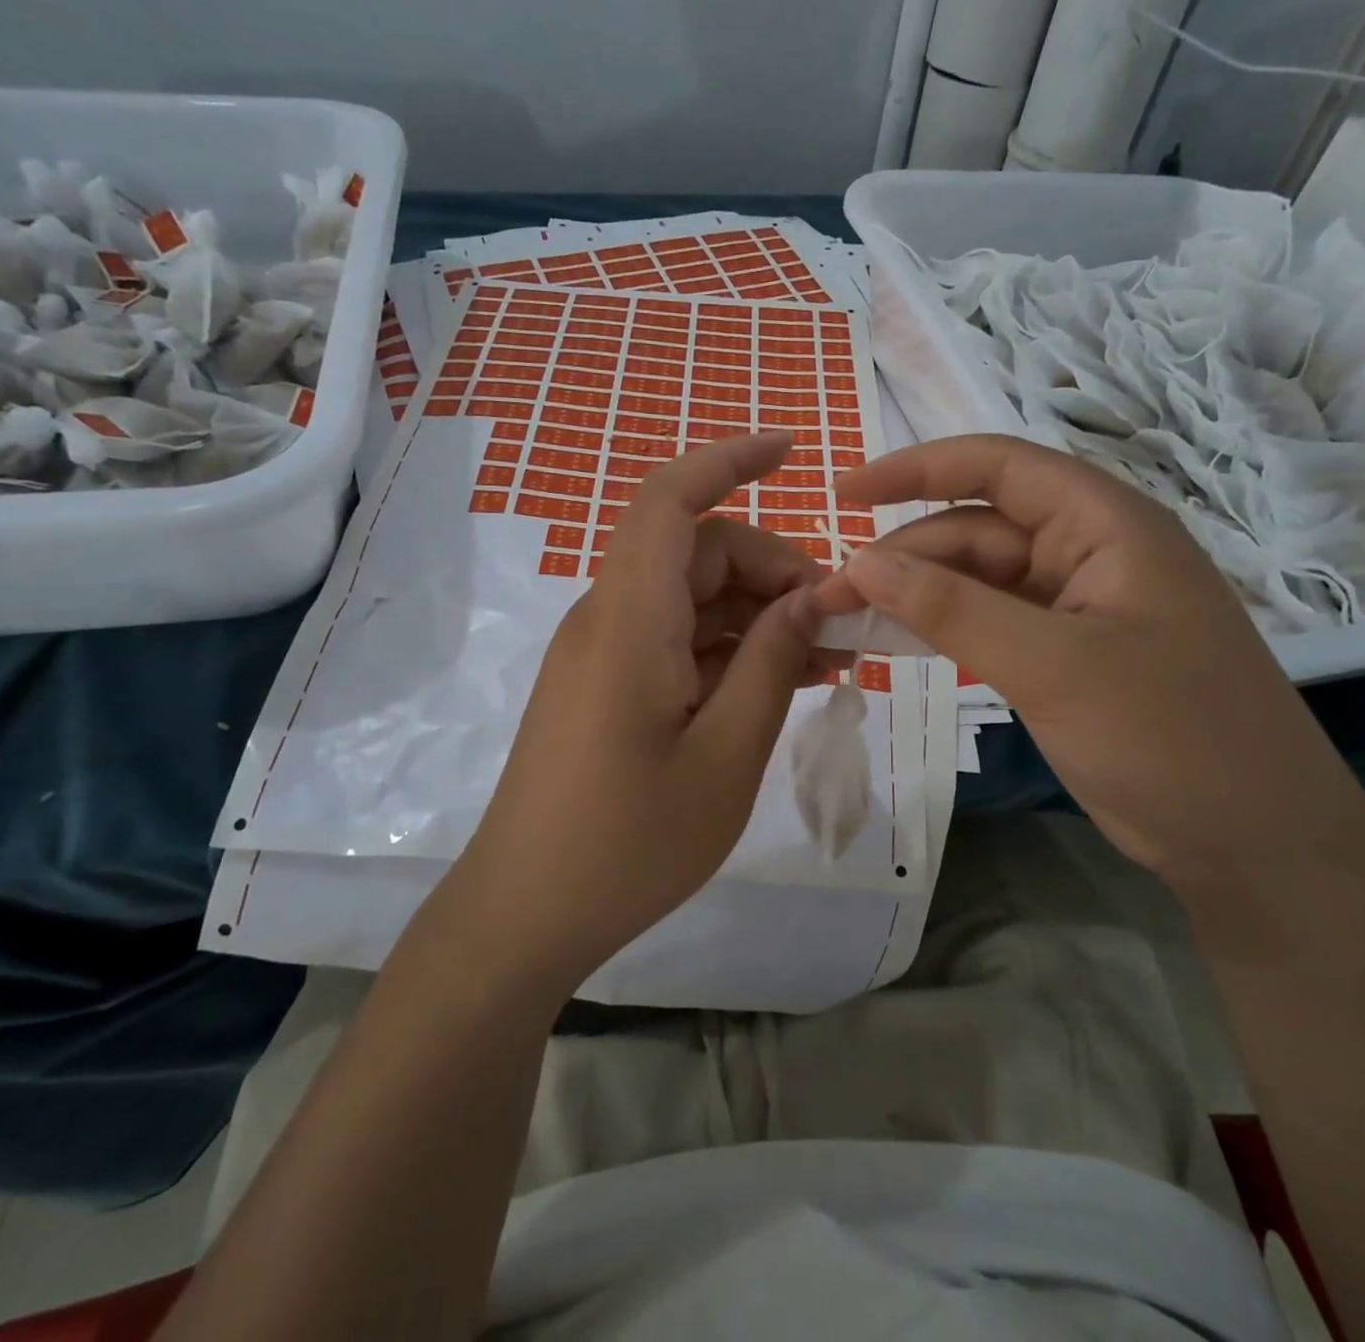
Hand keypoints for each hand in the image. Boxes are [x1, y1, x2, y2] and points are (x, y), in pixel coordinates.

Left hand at [450, 432, 840, 990]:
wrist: (526, 915)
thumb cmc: (628, 844)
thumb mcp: (725, 758)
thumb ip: (772, 666)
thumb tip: (810, 599)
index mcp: (629, 622)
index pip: (669, 502)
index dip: (727, 461)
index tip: (791, 449)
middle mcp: (609, 621)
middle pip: (696, 554)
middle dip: (773, 570)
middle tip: (839, 626)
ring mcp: (604, 656)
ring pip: (690, 600)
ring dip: (758, 615)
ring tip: (827, 661)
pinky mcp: (605, 688)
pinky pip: (674, 642)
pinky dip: (728, 650)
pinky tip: (779, 683)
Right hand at [812, 434, 1364, 884]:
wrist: (1255, 846)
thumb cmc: (1170, 739)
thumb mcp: (1054, 666)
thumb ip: (953, 609)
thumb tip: (860, 562)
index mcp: (1105, 524)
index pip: (998, 467)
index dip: (916, 468)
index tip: (844, 492)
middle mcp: (1089, 552)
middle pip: (975, 530)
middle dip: (901, 555)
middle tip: (828, 598)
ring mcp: (1076, 607)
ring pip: (976, 580)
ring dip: (914, 595)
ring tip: (847, 620)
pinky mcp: (1064, 654)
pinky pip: (988, 623)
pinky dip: (941, 629)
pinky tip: (897, 644)